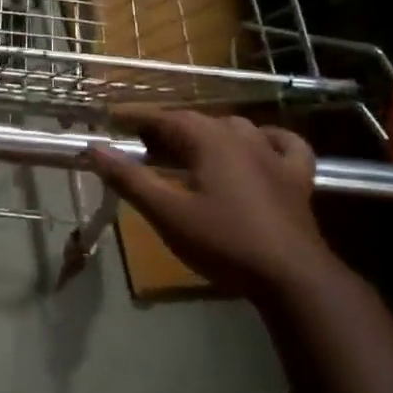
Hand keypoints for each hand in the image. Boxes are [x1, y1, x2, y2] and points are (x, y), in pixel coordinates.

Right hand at [88, 108, 342, 293]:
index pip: (166, 117)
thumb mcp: (167, 212)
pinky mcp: (297, 176)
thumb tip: (95, 149)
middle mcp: (243, 136)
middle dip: (167, 129)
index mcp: (210, 140)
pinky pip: (283, 143)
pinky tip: (260, 145)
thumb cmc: (223, 241)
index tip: (112, 119)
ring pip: (235, 129)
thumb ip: (130, 178)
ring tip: (189, 152)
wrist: (291, 275)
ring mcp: (274, 154)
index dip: (137, 117)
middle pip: (198, 122)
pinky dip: (266, 139)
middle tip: (143, 147)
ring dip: (207, 134)